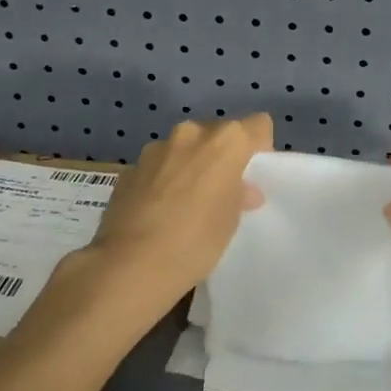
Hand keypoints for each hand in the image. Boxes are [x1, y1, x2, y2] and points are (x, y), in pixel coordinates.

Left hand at [44, 115, 270, 344]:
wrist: (130, 264)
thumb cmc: (196, 241)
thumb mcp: (232, 220)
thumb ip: (239, 194)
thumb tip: (240, 189)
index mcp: (226, 141)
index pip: (258, 126)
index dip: (260, 149)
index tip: (252, 177)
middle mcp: (191, 133)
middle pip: (219, 133)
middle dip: (222, 157)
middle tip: (221, 192)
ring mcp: (157, 148)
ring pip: (185, 148)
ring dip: (190, 165)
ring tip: (186, 203)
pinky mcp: (131, 167)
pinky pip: (159, 165)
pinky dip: (164, 179)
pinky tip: (159, 211)